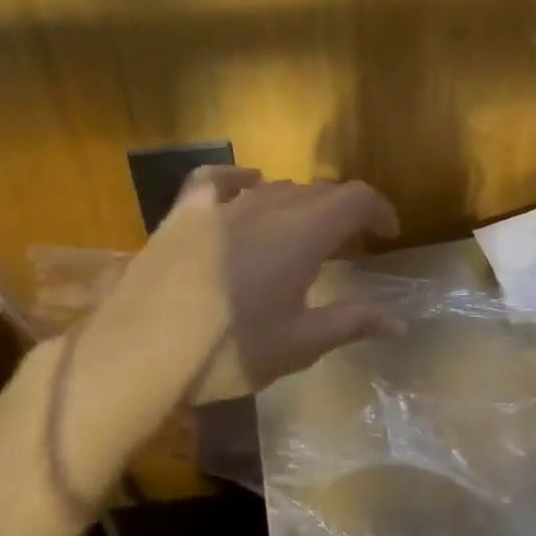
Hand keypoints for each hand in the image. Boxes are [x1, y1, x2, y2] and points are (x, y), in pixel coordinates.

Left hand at [69, 167, 401, 428]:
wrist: (136, 355)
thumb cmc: (228, 353)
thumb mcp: (299, 344)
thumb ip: (352, 323)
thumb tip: (399, 322)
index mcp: (301, 236)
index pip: (355, 199)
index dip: (379, 211)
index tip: (388, 236)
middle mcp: (266, 208)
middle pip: (318, 192)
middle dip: (344, 213)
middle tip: (351, 246)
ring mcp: (219, 207)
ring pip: (275, 189)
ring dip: (302, 205)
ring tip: (306, 234)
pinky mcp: (182, 215)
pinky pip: (215, 182)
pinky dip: (239, 180)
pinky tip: (248, 187)